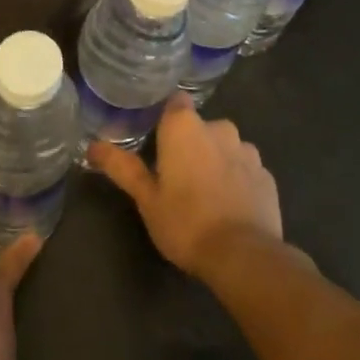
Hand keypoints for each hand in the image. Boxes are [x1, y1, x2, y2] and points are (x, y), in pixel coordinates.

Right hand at [88, 96, 281, 279]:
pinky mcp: (267, 175)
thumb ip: (122, 167)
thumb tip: (92, 146)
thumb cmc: (185, 222)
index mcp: (185, 127)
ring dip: (215, 161)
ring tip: (205, 194)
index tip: (156, 140)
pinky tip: (229, 206)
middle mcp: (219, 128)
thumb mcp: (146, 198)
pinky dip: (237, 180)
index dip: (166, 119)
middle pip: (200, 127)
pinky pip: (245, 169)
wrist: (244, 256)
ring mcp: (247, 151)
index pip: (175, 103)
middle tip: (175, 177)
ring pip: (225, 147)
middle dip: (190, 145)